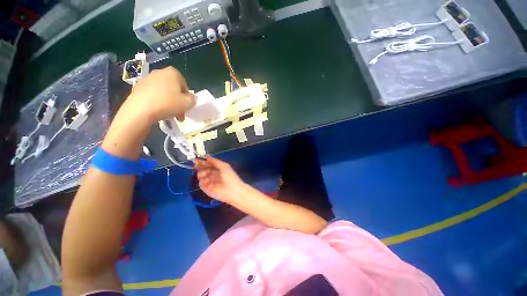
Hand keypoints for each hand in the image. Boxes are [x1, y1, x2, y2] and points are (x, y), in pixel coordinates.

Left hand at [124, 67, 195, 122]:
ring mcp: (147, 79)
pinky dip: (157, 102)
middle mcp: (160, 72)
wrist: (140, 110)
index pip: (184, 85)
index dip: (187, 97)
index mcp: (173, 73)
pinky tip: (158, 111)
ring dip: (168, 103)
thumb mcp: (188, 104)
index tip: (186, 106)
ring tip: (169, 115)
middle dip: (178, 101)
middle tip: (179, 113)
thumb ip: (193, 99)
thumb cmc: (168, 104)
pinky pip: (153, 95)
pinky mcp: (137, 87)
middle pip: (173, 89)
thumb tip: (191, 97)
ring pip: (163, 92)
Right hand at [195, 157, 245, 203]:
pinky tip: (206, 181)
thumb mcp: (224, 166)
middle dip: (200, 167)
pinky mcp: (207, 189)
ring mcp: (210, 182)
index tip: (195, 160)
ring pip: (201, 176)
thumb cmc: (230, 177)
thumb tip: (206, 156)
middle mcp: (213, 174)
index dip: (202, 161)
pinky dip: (202, 182)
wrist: (232, 191)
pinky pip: (201, 184)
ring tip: (204, 174)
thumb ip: (215, 161)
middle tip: (196, 166)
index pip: (208, 164)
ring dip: (201, 174)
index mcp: (218, 168)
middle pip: (204, 169)